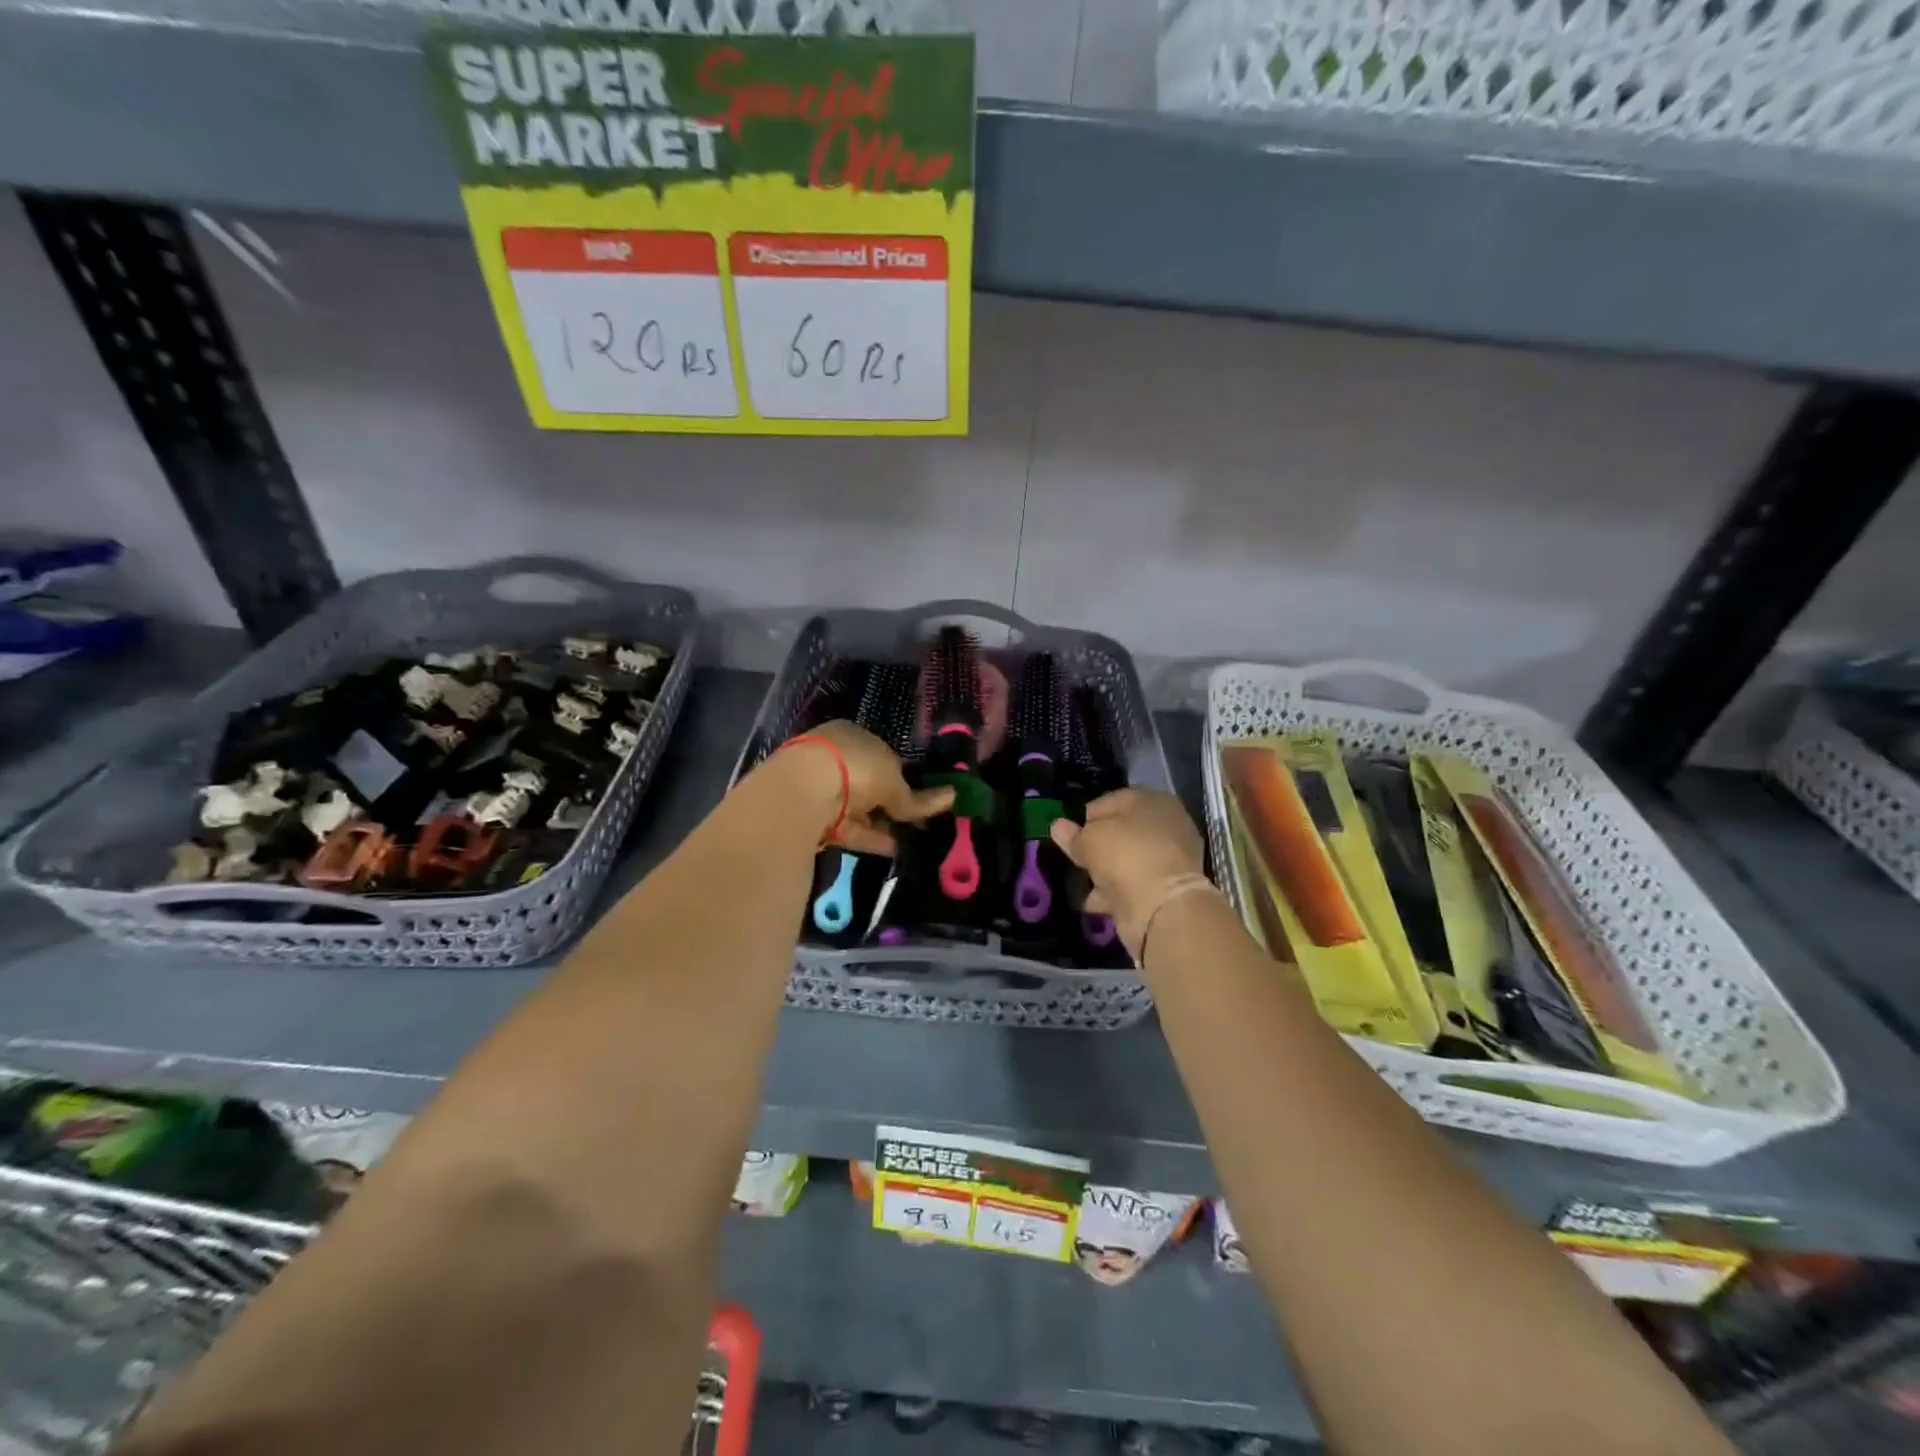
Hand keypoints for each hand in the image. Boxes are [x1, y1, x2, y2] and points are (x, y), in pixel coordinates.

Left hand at [777, 722, 953, 855]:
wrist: (803, 791)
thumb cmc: (855, 768)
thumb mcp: (893, 781)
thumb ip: (917, 797)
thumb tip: (951, 798)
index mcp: (852, 735)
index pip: (883, 755)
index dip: (904, 775)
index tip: (924, 794)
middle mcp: (836, 759)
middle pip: (871, 784)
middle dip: (894, 803)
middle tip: (922, 822)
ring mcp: (823, 790)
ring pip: (862, 810)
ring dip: (887, 824)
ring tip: (917, 839)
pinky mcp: (818, 821)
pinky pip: (853, 830)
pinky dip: (875, 839)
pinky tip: (899, 850)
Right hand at [1049, 788, 1207, 956]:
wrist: (1162, 907)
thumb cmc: (1125, 856)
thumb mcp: (1089, 840)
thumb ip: (1072, 834)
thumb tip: (1058, 826)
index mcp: (1151, 800)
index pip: (1109, 801)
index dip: (1084, 817)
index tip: (1067, 835)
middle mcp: (1165, 824)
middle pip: (1120, 831)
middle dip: (1096, 845)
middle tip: (1074, 859)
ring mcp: (1168, 858)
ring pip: (1126, 859)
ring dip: (1103, 871)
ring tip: (1080, 883)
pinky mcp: (1166, 888)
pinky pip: (1132, 884)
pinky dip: (1114, 892)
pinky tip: (1093, 902)